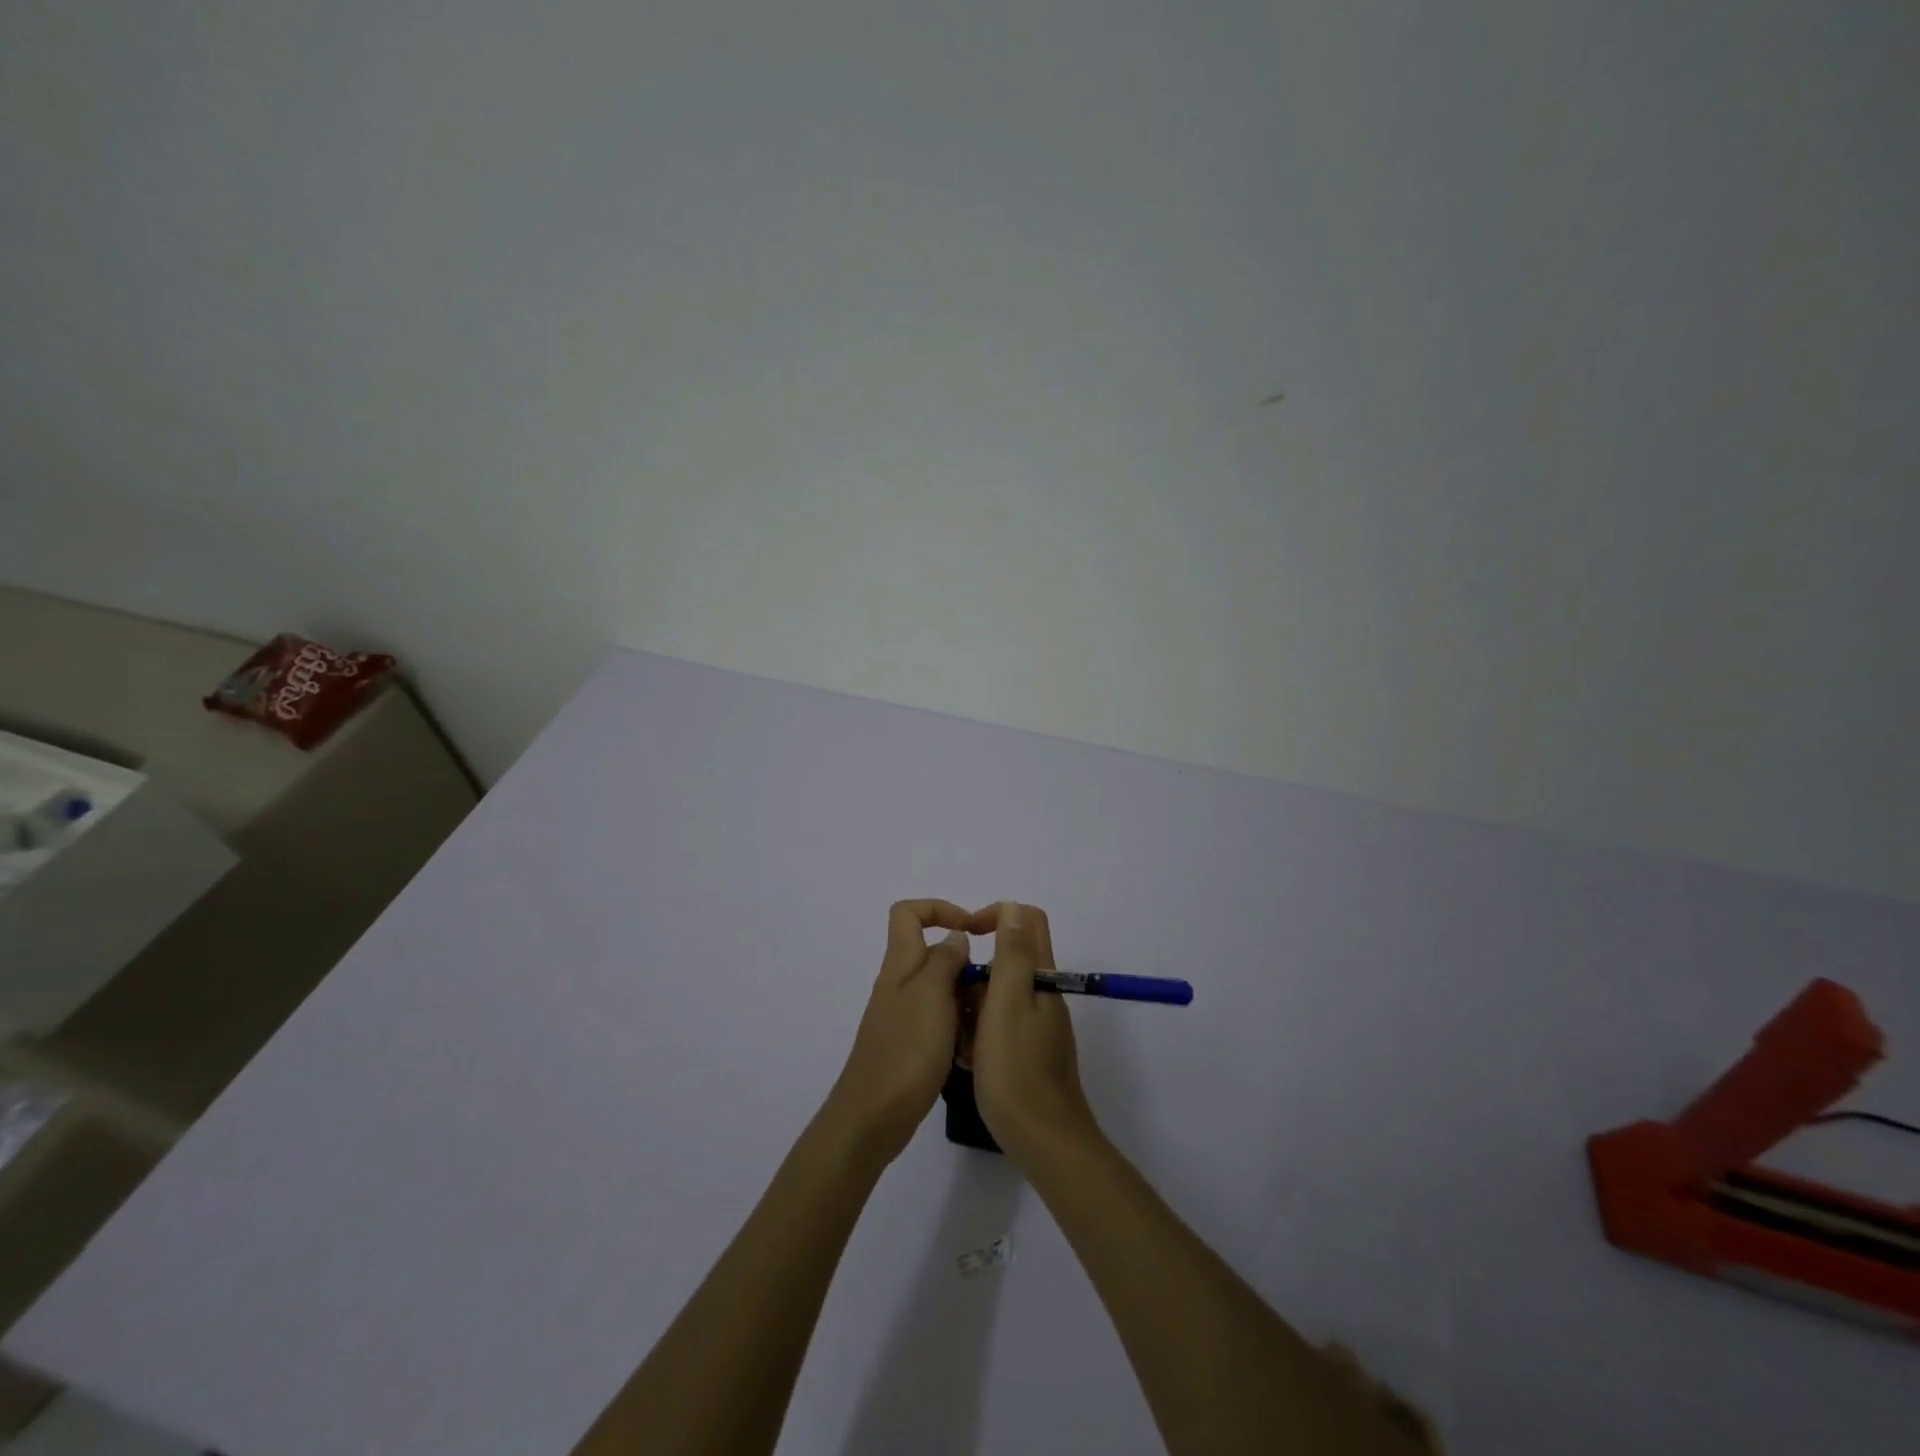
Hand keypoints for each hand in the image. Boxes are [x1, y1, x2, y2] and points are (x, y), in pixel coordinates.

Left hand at [822, 899, 973, 1169]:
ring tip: (986, 1017)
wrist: (872, 1118)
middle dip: (964, 961)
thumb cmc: (905, 1051)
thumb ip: (945, 960)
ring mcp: (902, 1015)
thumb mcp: (931, 996)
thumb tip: (955, 937)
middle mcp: (898, 984)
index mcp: (899, 965)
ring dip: (964, 995)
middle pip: (930, 951)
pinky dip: (957, 1024)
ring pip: (939, 987)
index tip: (973, 929)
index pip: (908, 913)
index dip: (940, 909)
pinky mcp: (908, 1044)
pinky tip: (971, 1046)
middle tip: (991, 985)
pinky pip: (939, 1018)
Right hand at [969, 901, 1099, 1163]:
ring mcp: (1040, 1025)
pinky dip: (982, 1032)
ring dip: (975, 1005)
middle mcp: (1044, 994)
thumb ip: (1012, 954)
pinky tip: (968, 1057)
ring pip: (1001, 995)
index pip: (1027, 920)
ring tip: (958, 1037)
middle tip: (954, 1000)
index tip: (967, 936)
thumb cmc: (1017, 1068)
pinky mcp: (1032, 1051)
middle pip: (1010, 959)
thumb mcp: (1008, 1003)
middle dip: (977, 971)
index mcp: (1041, 977)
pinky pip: (1002, 1025)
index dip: (996, 915)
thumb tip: (1013, 906)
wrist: (1044, 1139)